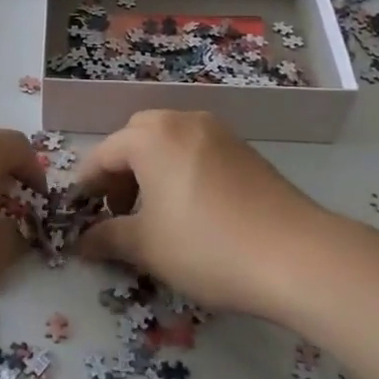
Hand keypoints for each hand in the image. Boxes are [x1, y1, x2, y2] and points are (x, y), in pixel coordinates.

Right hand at [74, 110, 326, 317]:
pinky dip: (181, 169)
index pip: (103, 154)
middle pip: (136, 137)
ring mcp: (219, 132)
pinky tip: (192, 208)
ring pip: (169, 140)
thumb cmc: (207, 246)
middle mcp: (183, 122)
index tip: (80, 215)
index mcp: (151, 137)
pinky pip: (197, 150)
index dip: (87, 185)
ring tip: (155, 212)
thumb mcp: (148, 247)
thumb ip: (107, 238)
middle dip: (120, 170)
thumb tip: (82, 241)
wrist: (298, 256)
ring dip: (151, 168)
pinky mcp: (245, 150)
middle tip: (119, 209)